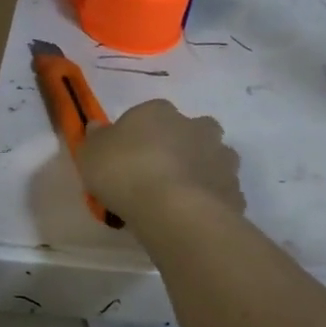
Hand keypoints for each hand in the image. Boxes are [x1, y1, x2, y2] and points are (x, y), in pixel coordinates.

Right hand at [78, 99, 244, 222]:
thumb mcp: (90, 153)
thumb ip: (95, 138)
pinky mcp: (235, 190)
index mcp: (159, 112)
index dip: (139, 132)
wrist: (173, 210)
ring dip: (199, 170)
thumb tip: (98, 128)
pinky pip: (220, 190)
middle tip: (157, 169)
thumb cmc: (124, 171)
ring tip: (176, 195)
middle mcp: (196, 127)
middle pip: (190, 130)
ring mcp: (221, 158)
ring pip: (211, 158)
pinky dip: (210, 198)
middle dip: (180, 144)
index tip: (127, 153)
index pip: (150, 112)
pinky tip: (191, 214)